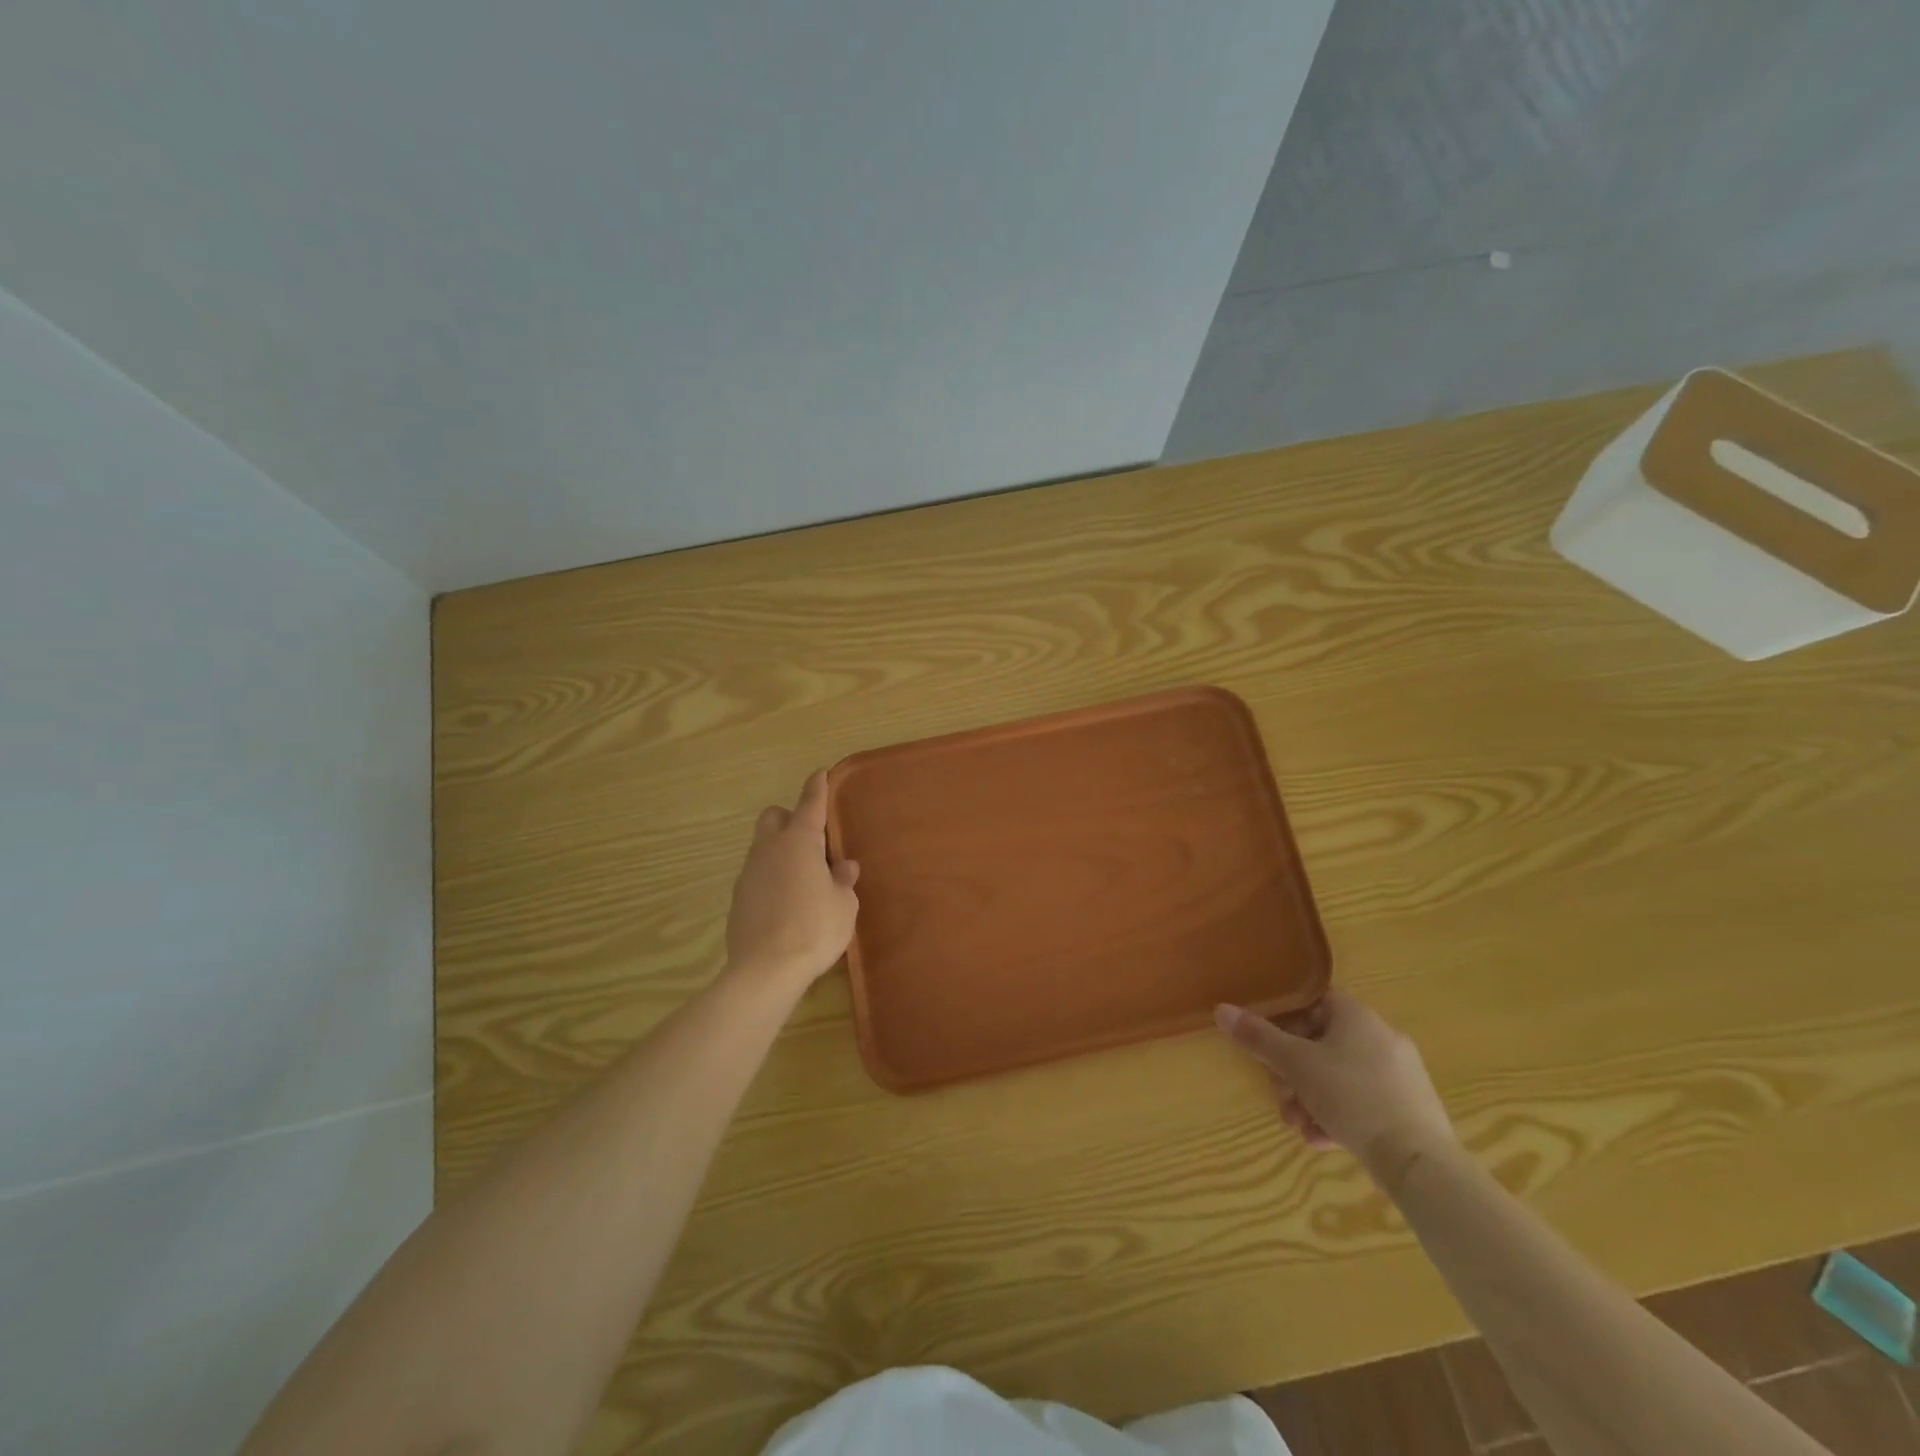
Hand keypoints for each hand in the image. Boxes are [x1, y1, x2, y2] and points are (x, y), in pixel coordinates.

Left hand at [725, 770, 859, 989]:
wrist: (766, 970)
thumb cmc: (815, 928)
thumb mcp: (844, 905)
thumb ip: (843, 881)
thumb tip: (843, 868)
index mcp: (800, 842)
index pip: (809, 804)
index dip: (816, 787)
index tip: (820, 773)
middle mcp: (769, 849)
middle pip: (773, 817)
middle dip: (789, 818)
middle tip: (811, 841)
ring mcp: (748, 873)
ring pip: (762, 847)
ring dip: (779, 852)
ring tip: (802, 878)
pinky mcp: (737, 899)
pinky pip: (755, 876)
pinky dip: (769, 879)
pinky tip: (784, 903)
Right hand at [1215, 989, 1456, 1188]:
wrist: (1419, 1162)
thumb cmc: (1352, 1097)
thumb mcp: (1295, 1065)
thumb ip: (1258, 1037)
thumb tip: (1221, 1009)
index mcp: (1358, 1017)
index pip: (1315, 1002)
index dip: (1287, 1020)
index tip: (1270, 1046)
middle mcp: (1383, 1038)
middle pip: (1324, 1044)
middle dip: (1294, 1071)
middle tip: (1279, 1094)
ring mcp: (1401, 1075)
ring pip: (1341, 1077)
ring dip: (1312, 1097)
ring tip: (1299, 1125)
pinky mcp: (1411, 1110)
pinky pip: (1364, 1102)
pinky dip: (1339, 1115)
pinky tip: (1323, 1139)